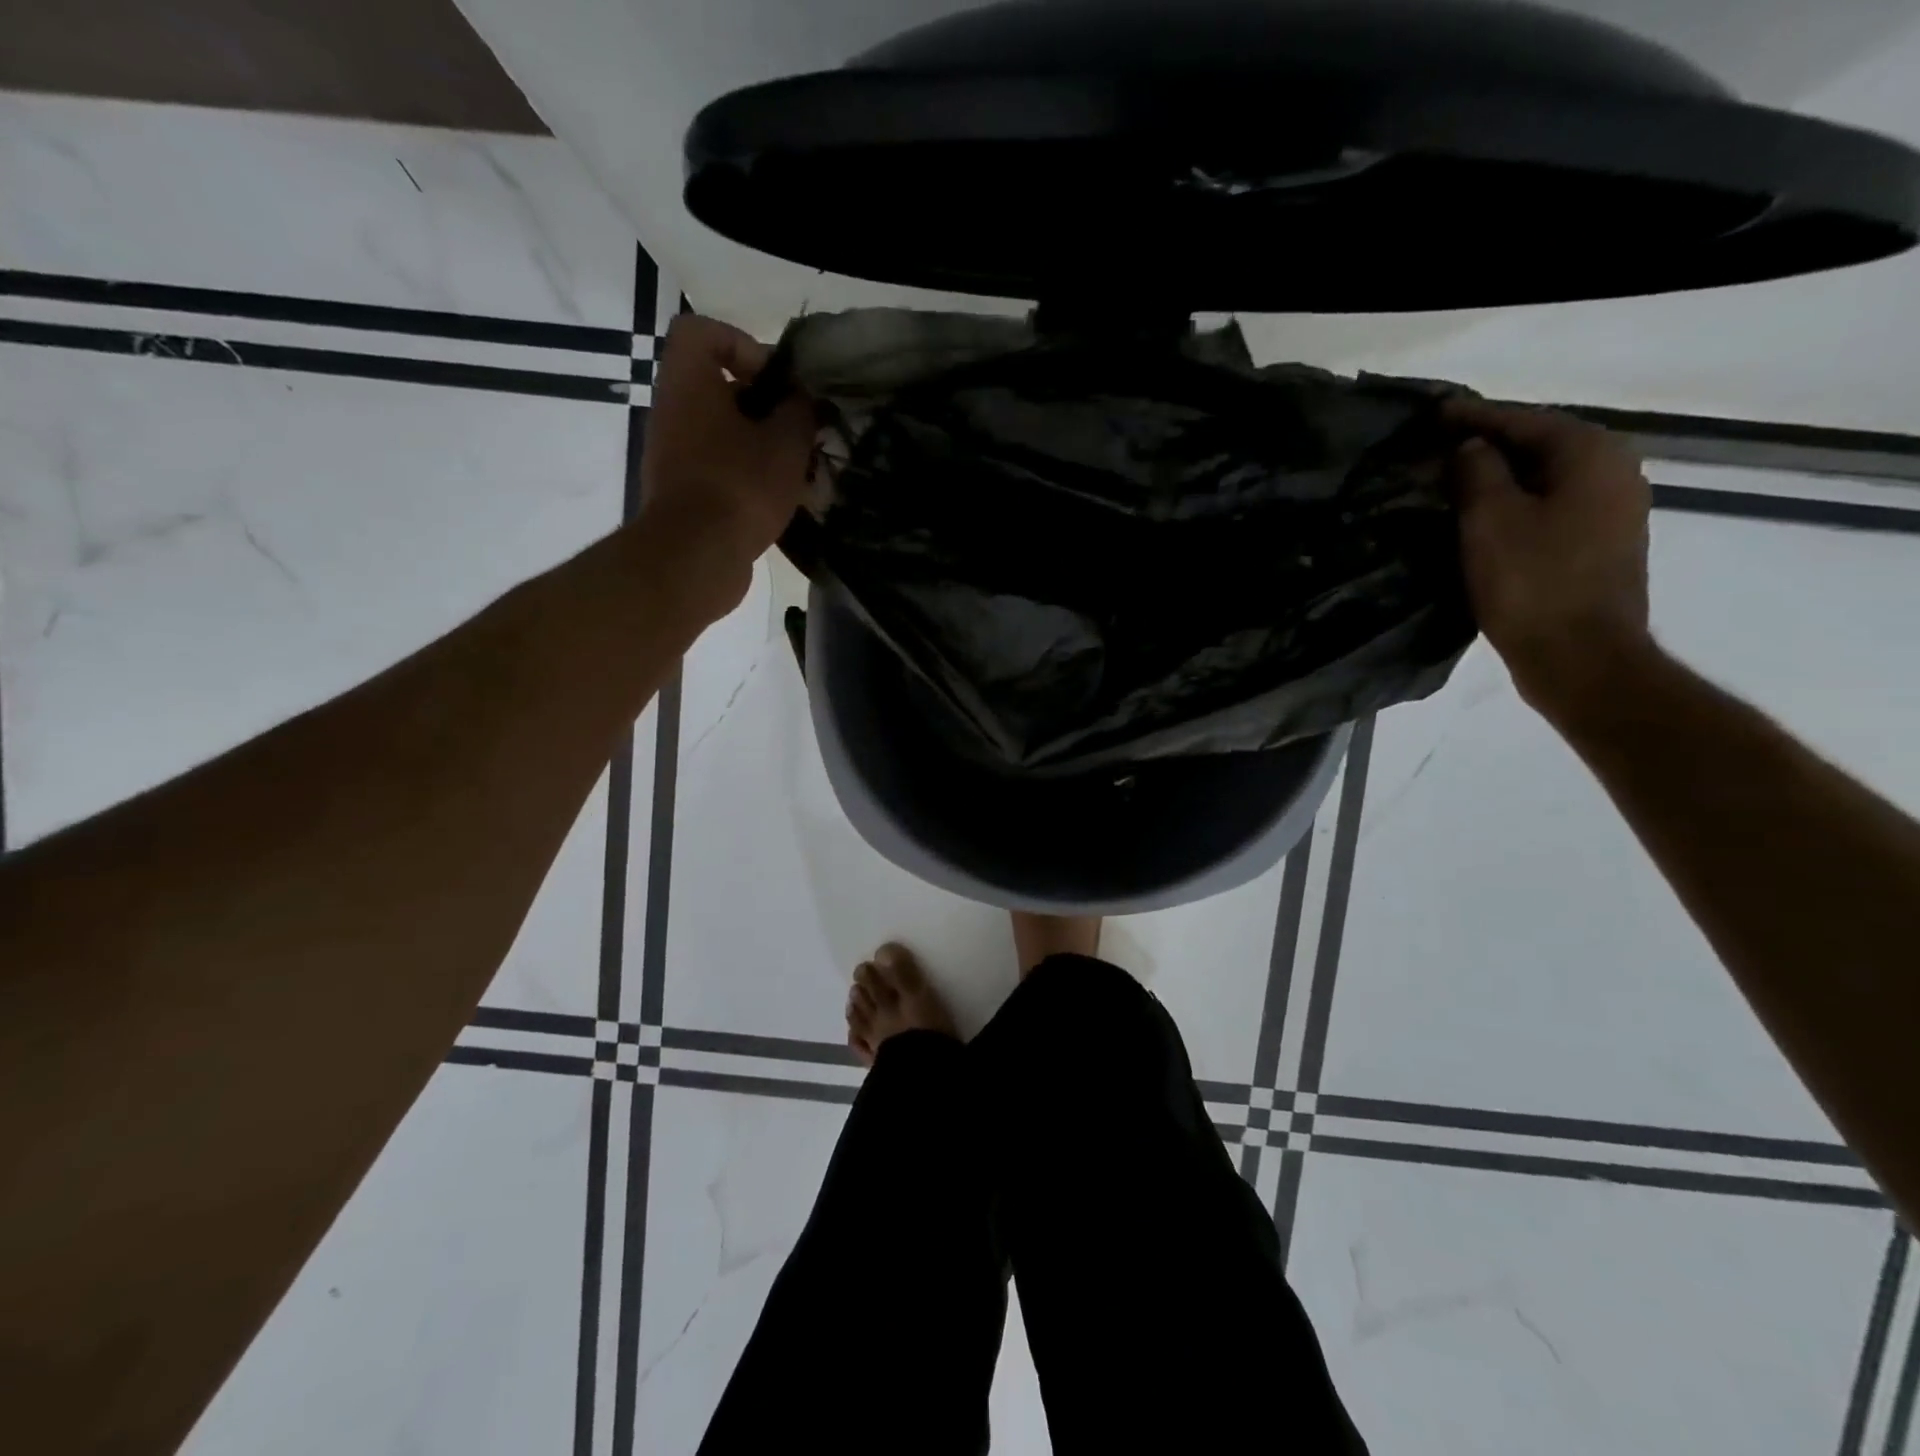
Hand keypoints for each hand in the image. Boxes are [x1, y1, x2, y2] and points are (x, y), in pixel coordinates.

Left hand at [637, 314, 813, 615]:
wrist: (696, 556)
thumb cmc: (740, 485)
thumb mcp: (786, 442)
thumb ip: (799, 411)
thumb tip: (801, 400)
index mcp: (689, 382)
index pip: (701, 332)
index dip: (742, 344)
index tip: (775, 380)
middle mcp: (672, 410)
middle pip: (716, 386)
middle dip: (762, 403)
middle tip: (796, 427)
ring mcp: (672, 453)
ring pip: (720, 430)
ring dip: (758, 443)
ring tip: (794, 467)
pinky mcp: (680, 491)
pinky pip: (716, 466)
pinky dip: (745, 474)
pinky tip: (778, 498)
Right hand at [1446, 399, 1655, 720]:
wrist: (1578, 656)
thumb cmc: (1531, 582)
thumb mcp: (1490, 520)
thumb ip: (1478, 472)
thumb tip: (1472, 448)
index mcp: (1591, 455)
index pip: (1525, 421)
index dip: (1476, 417)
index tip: (1435, 414)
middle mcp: (1614, 472)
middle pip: (1541, 445)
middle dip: (1491, 444)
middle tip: (1440, 446)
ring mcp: (1613, 511)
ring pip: (1546, 478)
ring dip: (1502, 476)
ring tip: (1454, 479)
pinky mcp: (1600, 545)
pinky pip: (1551, 507)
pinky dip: (1516, 503)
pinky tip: (1484, 515)